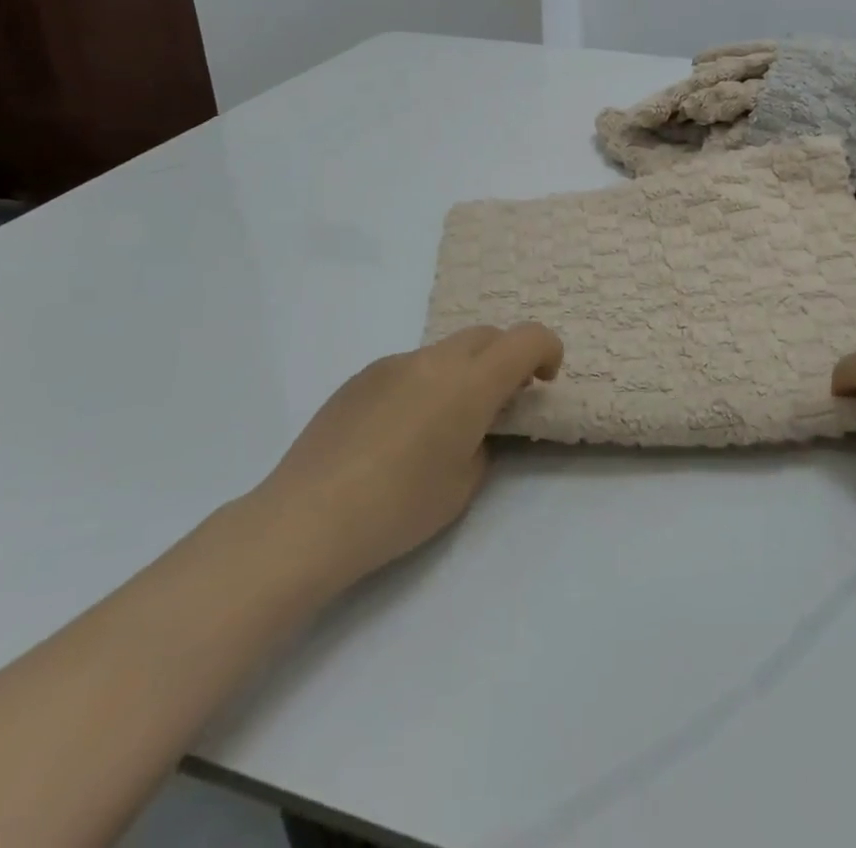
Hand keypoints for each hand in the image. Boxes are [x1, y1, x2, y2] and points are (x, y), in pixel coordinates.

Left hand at [249, 324, 561, 589]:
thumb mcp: (463, 484)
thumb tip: (470, 427)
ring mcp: (392, 363)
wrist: (307, 518)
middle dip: (505, 359)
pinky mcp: (359, 377)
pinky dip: (422, 385)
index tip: (544, 381)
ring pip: (445, 351)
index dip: (547, 350)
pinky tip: (396, 434)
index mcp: (470, 382)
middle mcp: (434, 359)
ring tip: (442, 425)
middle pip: (486, 336)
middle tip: (500, 402)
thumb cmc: (398, 507)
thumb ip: (482, 441)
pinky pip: (408, 368)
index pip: (527, 338)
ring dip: (461, 372)